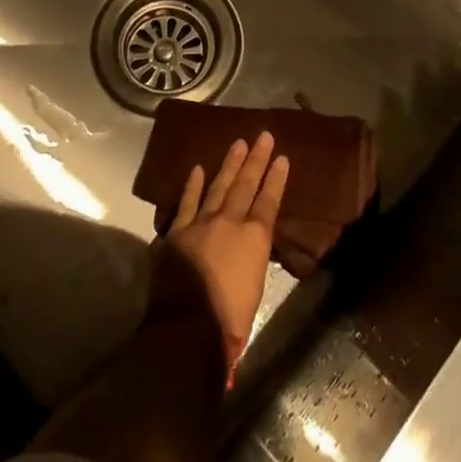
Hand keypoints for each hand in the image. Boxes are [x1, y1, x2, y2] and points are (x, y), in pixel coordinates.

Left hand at [153, 132, 288, 378]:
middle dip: (256, 160)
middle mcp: (230, 222)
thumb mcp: (256, 286)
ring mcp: (201, 223)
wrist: (189, 325)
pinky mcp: (177, 231)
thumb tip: (249, 246)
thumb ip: (252, 258)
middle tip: (263, 136)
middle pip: (245, 185)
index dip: (276, 179)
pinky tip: (197, 169)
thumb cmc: (231, 317)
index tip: (282, 157)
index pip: (269, 201)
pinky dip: (192, 185)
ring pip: (218, 186)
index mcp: (254, 238)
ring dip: (229, 164)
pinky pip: (187, 203)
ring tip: (238, 143)